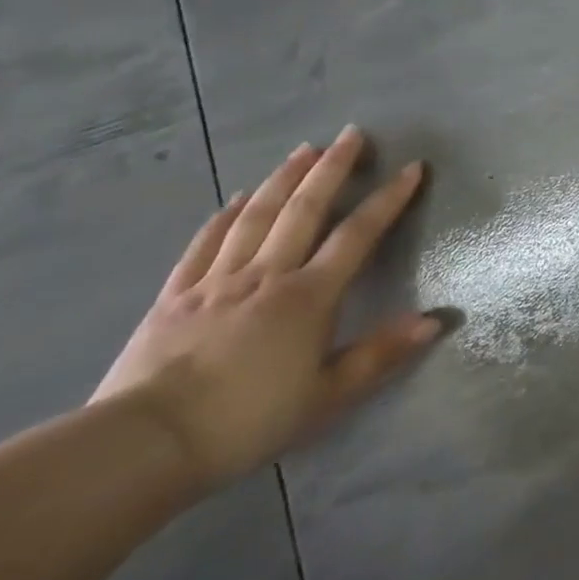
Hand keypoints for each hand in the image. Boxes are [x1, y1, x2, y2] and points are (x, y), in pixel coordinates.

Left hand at [92, 126, 439, 489]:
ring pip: (256, 216)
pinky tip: (238, 199)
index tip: (411, 167)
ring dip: (283, 179)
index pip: (359, 234)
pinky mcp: (173, 297)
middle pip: (304, 209)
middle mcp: (267, 275)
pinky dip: (225, 216)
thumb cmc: (246, 422)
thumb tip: (436, 320)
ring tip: (303, 150)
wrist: (142, 446)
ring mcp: (216, 282)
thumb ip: (381, 354)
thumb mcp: (327, 397)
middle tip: (351, 134)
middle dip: (332, 168)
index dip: (389, 199)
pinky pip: (205, 245)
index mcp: (309, 296)